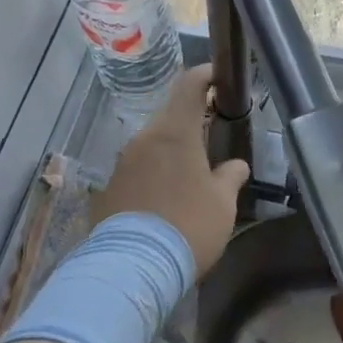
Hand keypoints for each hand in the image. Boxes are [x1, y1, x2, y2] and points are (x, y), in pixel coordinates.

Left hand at [93, 64, 249, 276]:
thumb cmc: (189, 227)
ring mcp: (121, 163)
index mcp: (175, 133)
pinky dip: (152, 175)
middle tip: (211, 141)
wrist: (134, 268)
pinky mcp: (108, 188)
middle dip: (191, 123)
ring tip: (189, 177)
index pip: (189, 86)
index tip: (219, 76)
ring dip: (170, 153)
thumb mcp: (223, 204)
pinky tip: (164, 201)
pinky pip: (136, 171)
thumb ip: (230, 177)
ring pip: (151, 145)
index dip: (206, 75)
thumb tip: (235, 166)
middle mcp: (144, 139)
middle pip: (170, 117)